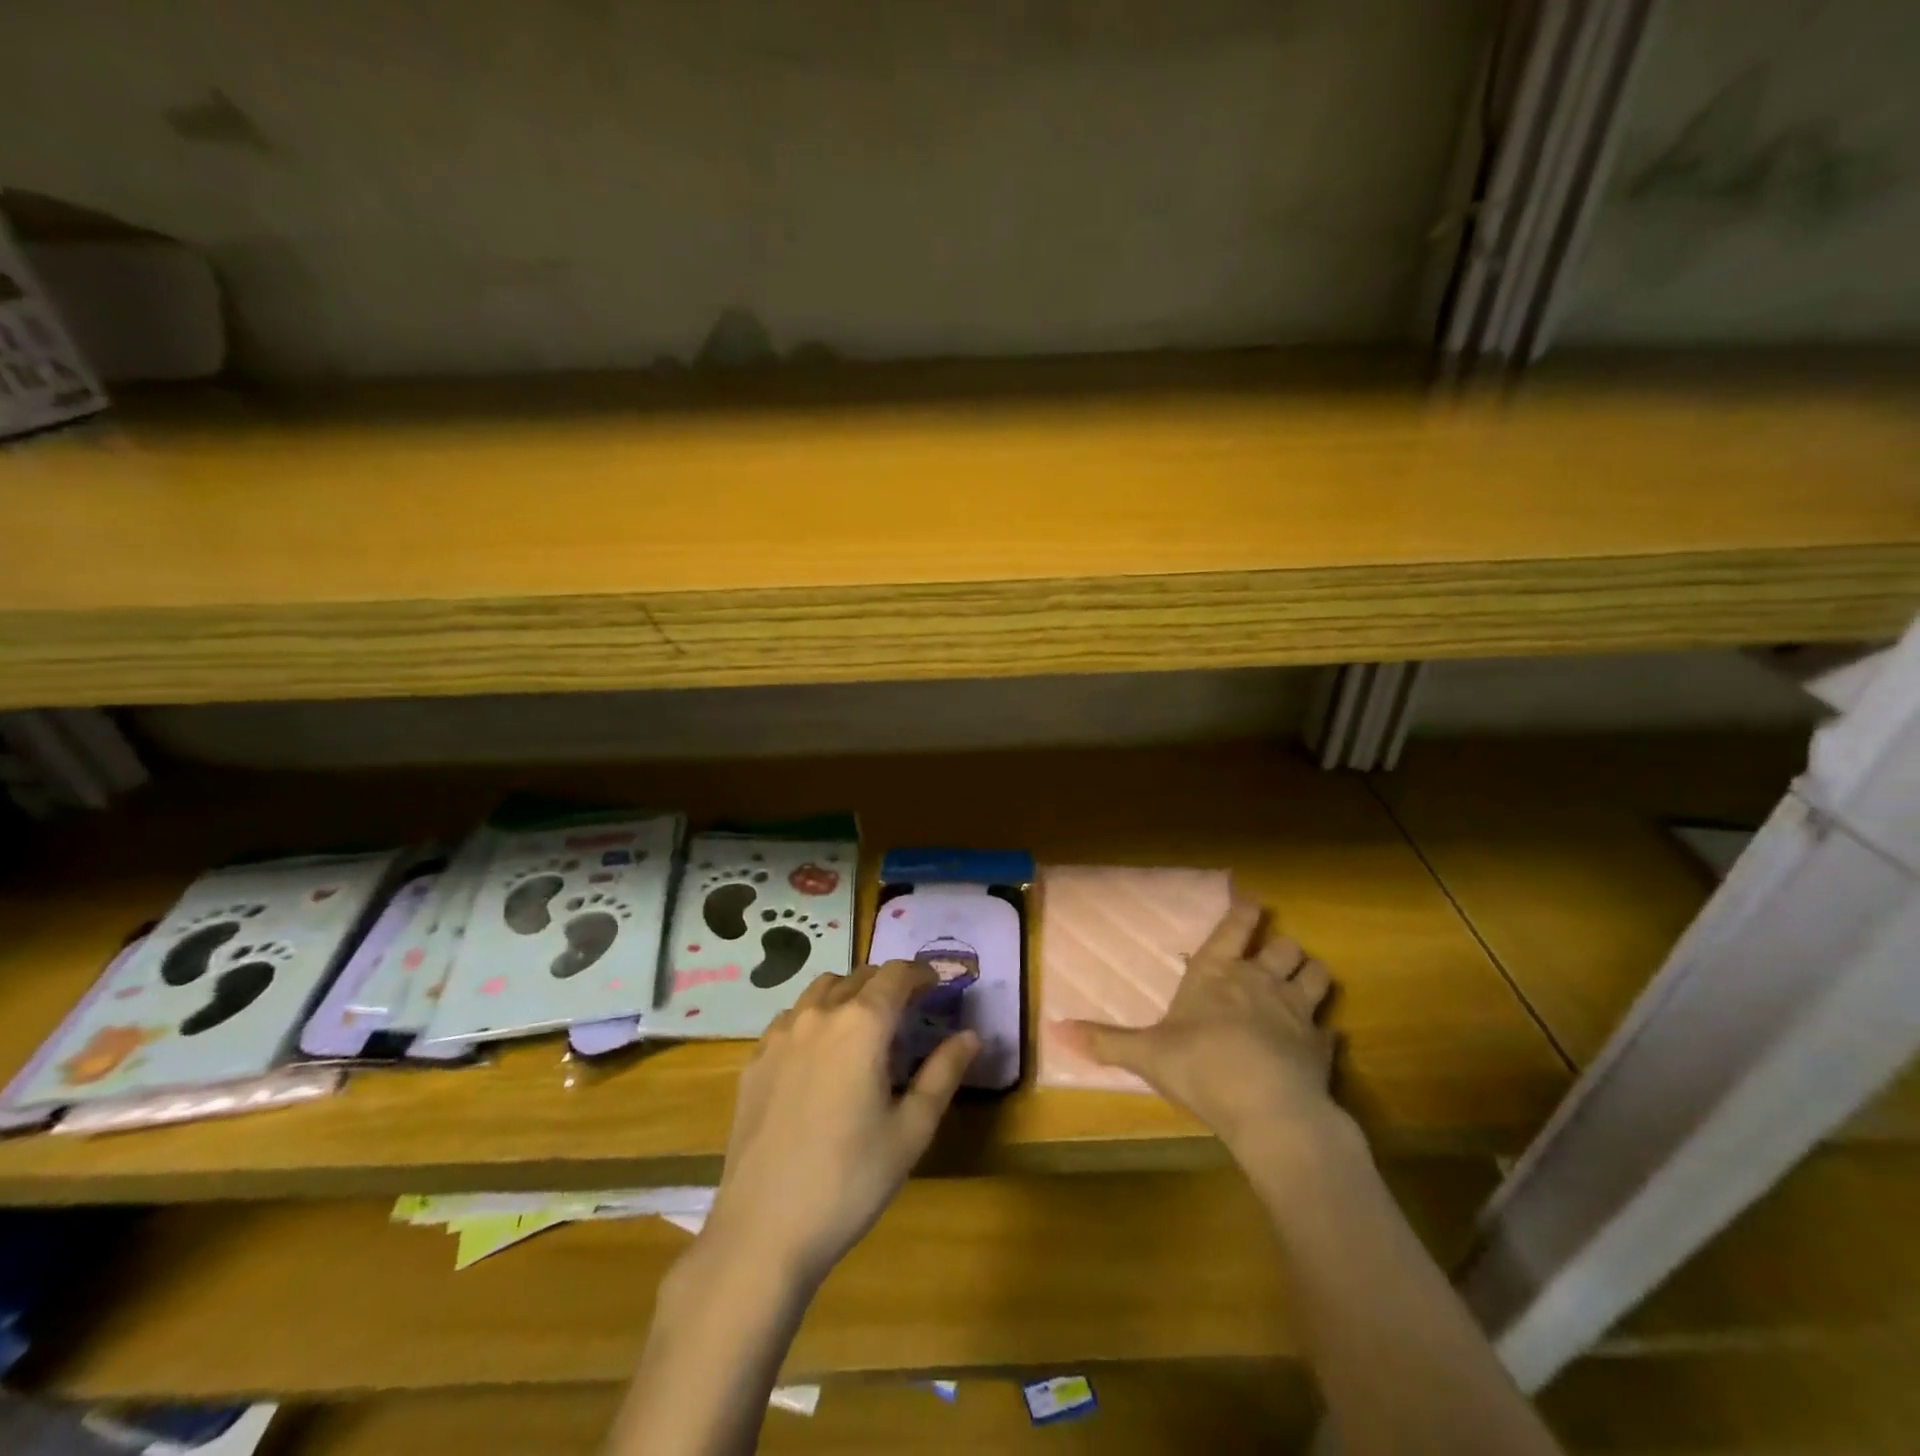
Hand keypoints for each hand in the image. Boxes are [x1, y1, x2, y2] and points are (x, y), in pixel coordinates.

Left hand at [700, 960, 979, 1290]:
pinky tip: (818, 1057)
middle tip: (905, 1012)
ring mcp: (780, 1035)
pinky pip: (791, 1018)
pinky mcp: (755, 1060)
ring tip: (862, 1029)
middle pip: (858, 976)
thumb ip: (944, 1073)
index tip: (935, 986)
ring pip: (820, 990)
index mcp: (862, 1024)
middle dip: (886, 984)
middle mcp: (819, 1014)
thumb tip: (971, 1035)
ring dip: (848, 994)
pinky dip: (814, 1018)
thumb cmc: (850, 1180)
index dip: (920, 973)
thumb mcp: (911, 1130)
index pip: (896, 974)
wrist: (763, 1230)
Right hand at [1054, 901, 1338, 1157]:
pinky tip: (1316, 1042)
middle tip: (1273, 955)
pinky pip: (1330, 1030)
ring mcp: (1297, 1012)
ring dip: (1310, 975)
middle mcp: (1260, 982)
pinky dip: (1323, 1032)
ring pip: (1317, 974)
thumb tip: (1055, 1030)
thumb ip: (1105, 1041)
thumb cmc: (1201, 1066)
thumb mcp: (1145, 1054)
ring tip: (1302, 983)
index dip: (1245, 912)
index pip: (1236, 927)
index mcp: (1217, 973)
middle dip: (1282, 947)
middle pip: (1285, 946)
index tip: (1253, 902)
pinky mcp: (1321, 1047)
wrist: (1268, 1110)